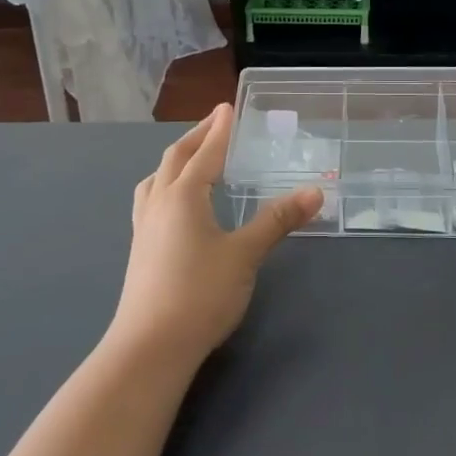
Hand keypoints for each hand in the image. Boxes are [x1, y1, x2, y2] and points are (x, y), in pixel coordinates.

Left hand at [110, 104, 321, 370]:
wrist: (149, 348)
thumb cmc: (200, 294)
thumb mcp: (245, 255)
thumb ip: (278, 220)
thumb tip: (315, 192)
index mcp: (184, 195)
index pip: (205, 152)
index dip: (219, 129)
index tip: (228, 107)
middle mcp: (159, 203)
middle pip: (175, 158)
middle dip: (197, 137)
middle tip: (215, 122)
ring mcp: (144, 227)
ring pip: (156, 178)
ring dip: (176, 160)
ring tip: (191, 158)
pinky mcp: (139, 249)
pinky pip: (150, 199)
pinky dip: (165, 185)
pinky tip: (173, 205)